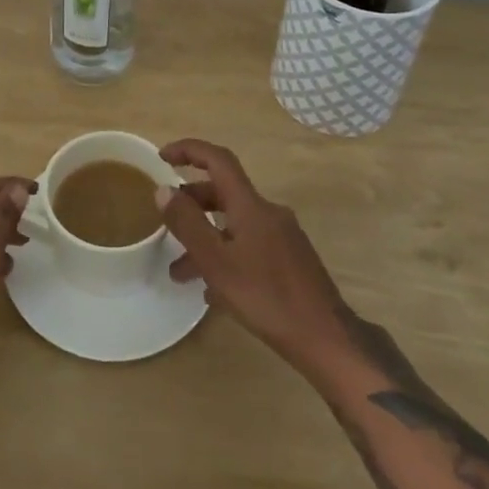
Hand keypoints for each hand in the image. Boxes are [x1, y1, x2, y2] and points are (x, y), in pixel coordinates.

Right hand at [156, 140, 355, 381]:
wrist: (326, 338)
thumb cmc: (267, 297)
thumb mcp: (217, 262)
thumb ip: (188, 224)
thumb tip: (164, 189)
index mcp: (251, 205)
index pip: (218, 160)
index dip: (189, 150)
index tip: (162, 157)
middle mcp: (268, 212)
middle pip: (224, 194)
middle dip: (192, 204)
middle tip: (167, 222)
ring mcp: (282, 236)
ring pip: (235, 226)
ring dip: (206, 239)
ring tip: (179, 272)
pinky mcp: (290, 260)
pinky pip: (249, 246)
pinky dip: (226, 257)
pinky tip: (214, 291)